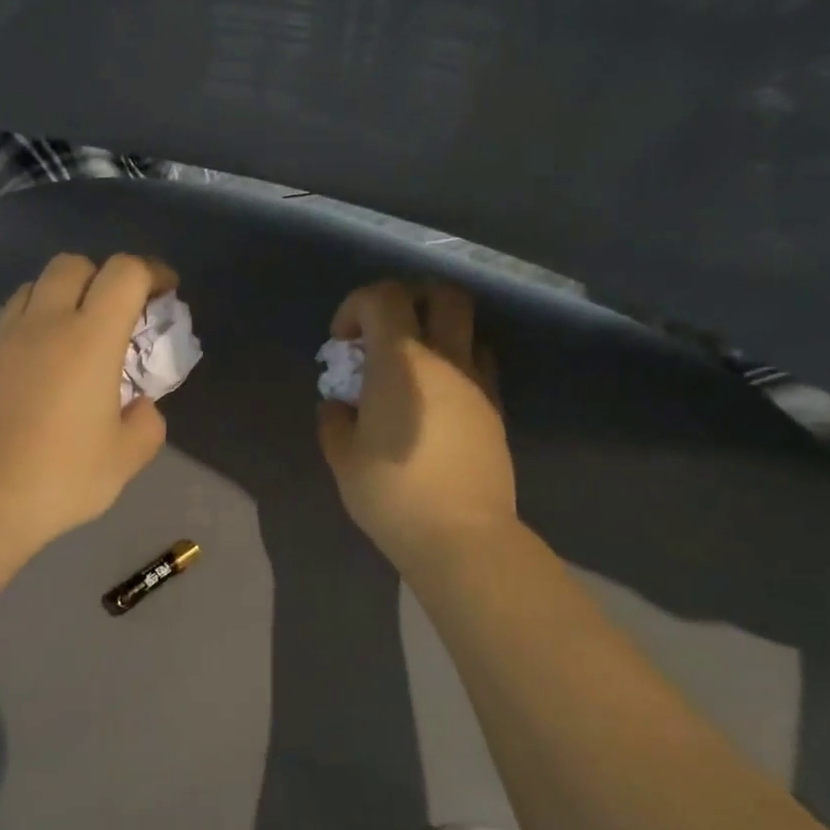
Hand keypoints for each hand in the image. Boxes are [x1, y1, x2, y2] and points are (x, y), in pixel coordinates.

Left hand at [0, 253, 175, 595]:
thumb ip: (147, 422)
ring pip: (35, 286)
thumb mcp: (126, 458)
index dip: (152, 271)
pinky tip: (39, 364)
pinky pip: (10, 319)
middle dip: (103, 276)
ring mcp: (4, 337)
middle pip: (74, 264)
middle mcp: (44, 323)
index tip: (165, 292)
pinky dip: (33, 323)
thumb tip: (138, 405)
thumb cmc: (62, 478)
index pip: (125, 272)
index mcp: (90, 339)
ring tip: (75, 334)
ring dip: (63, 296)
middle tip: (117, 314)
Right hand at [316, 279, 514, 570]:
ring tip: (410, 369)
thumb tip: (338, 406)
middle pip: (441, 294)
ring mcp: (477, 383)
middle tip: (383, 333)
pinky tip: (435, 399)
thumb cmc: (392, 492)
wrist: (460, 534)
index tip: (341, 342)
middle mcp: (445, 359)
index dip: (355, 306)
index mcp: (401, 362)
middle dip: (408, 300)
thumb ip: (334, 421)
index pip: (382, 298)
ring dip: (436, 332)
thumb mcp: (343, 458)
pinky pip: (478, 365)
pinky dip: (455, 364)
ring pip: (466, 328)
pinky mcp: (495, 409)